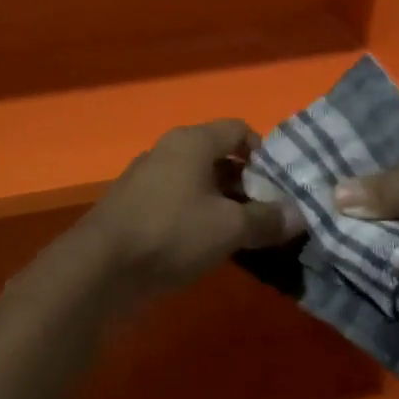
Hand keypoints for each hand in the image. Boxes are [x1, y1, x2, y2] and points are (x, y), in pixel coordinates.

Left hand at [83, 119, 305, 297]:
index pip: (238, 129)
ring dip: (222, 203)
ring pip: (197, 181)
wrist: (98, 269)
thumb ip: (267, 219)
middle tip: (267, 212)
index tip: (279, 184)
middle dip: (246, 183)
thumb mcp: (230, 228)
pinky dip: (196, 216)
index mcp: (193, 141)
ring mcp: (146, 178)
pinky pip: (176, 202)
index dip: (264, 153)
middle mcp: (168, 150)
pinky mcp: (133, 207)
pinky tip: (206, 246)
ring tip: (242, 233)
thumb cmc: (171, 233)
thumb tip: (299, 216)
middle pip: (218, 156)